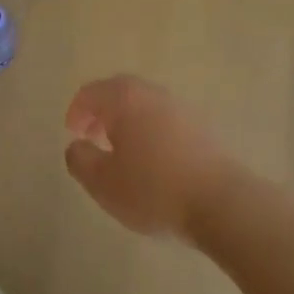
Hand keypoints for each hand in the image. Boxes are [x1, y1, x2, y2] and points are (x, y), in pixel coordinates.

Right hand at [62, 75, 238, 239]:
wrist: (220, 201)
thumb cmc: (153, 189)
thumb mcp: (103, 183)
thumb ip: (80, 160)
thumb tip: (76, 146)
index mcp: (125, 99)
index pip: (92, 93)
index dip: (77, 110)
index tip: (72, 132)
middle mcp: (152, 94)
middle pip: (120, 92)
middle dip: (102, 111)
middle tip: (92, 136)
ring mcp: (180, 108)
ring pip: (144, 105)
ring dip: (127, 121)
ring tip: (121, 152)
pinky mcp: (201, 127)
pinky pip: (164, 120)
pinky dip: (149, 130)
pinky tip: (151, 160)